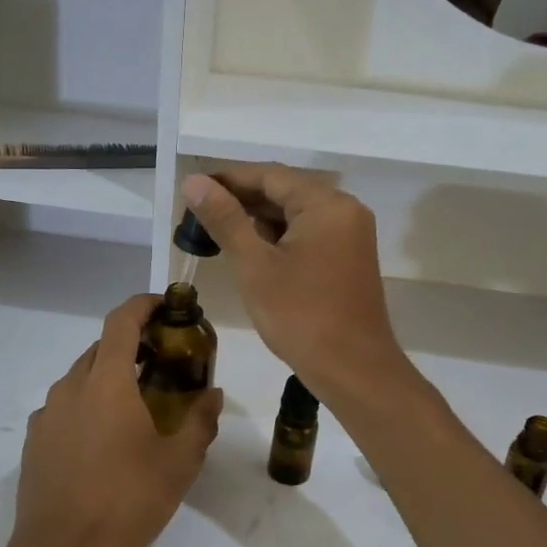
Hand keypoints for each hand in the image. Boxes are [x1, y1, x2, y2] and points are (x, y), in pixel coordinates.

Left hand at [4, 294, 221, 546]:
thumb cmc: (126, 504)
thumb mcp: (178, 465)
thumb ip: (200, 422)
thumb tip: (213, 394)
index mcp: (107, 384)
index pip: (121, 322)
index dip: (143, 305)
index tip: (165, 306)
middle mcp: (71, 387)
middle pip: (101, 348)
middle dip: (131, 345)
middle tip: (162, 362)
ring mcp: (47, 414)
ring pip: (81, 377)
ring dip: (109, 376)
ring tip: (137, 403)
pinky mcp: (34, 440)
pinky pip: (65, 406)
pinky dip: (88, 404)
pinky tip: (105, 438)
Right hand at [181, 167, 407, 403]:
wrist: (353, 370)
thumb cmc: (300, 316)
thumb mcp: (255, 265)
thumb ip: (225, 219)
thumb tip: (194, 182)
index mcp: (326, 204)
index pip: (270, 175)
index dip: (228, 178)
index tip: (193, 188)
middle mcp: (345, 210)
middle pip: (285, 191)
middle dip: (242, 199)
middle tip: (198, 211)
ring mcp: (350, 235)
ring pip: (296, 214)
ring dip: (258, 219)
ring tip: (215, 229)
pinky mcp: (348, 258)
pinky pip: (308, 234)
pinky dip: (278, 237)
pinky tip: (249, 248)